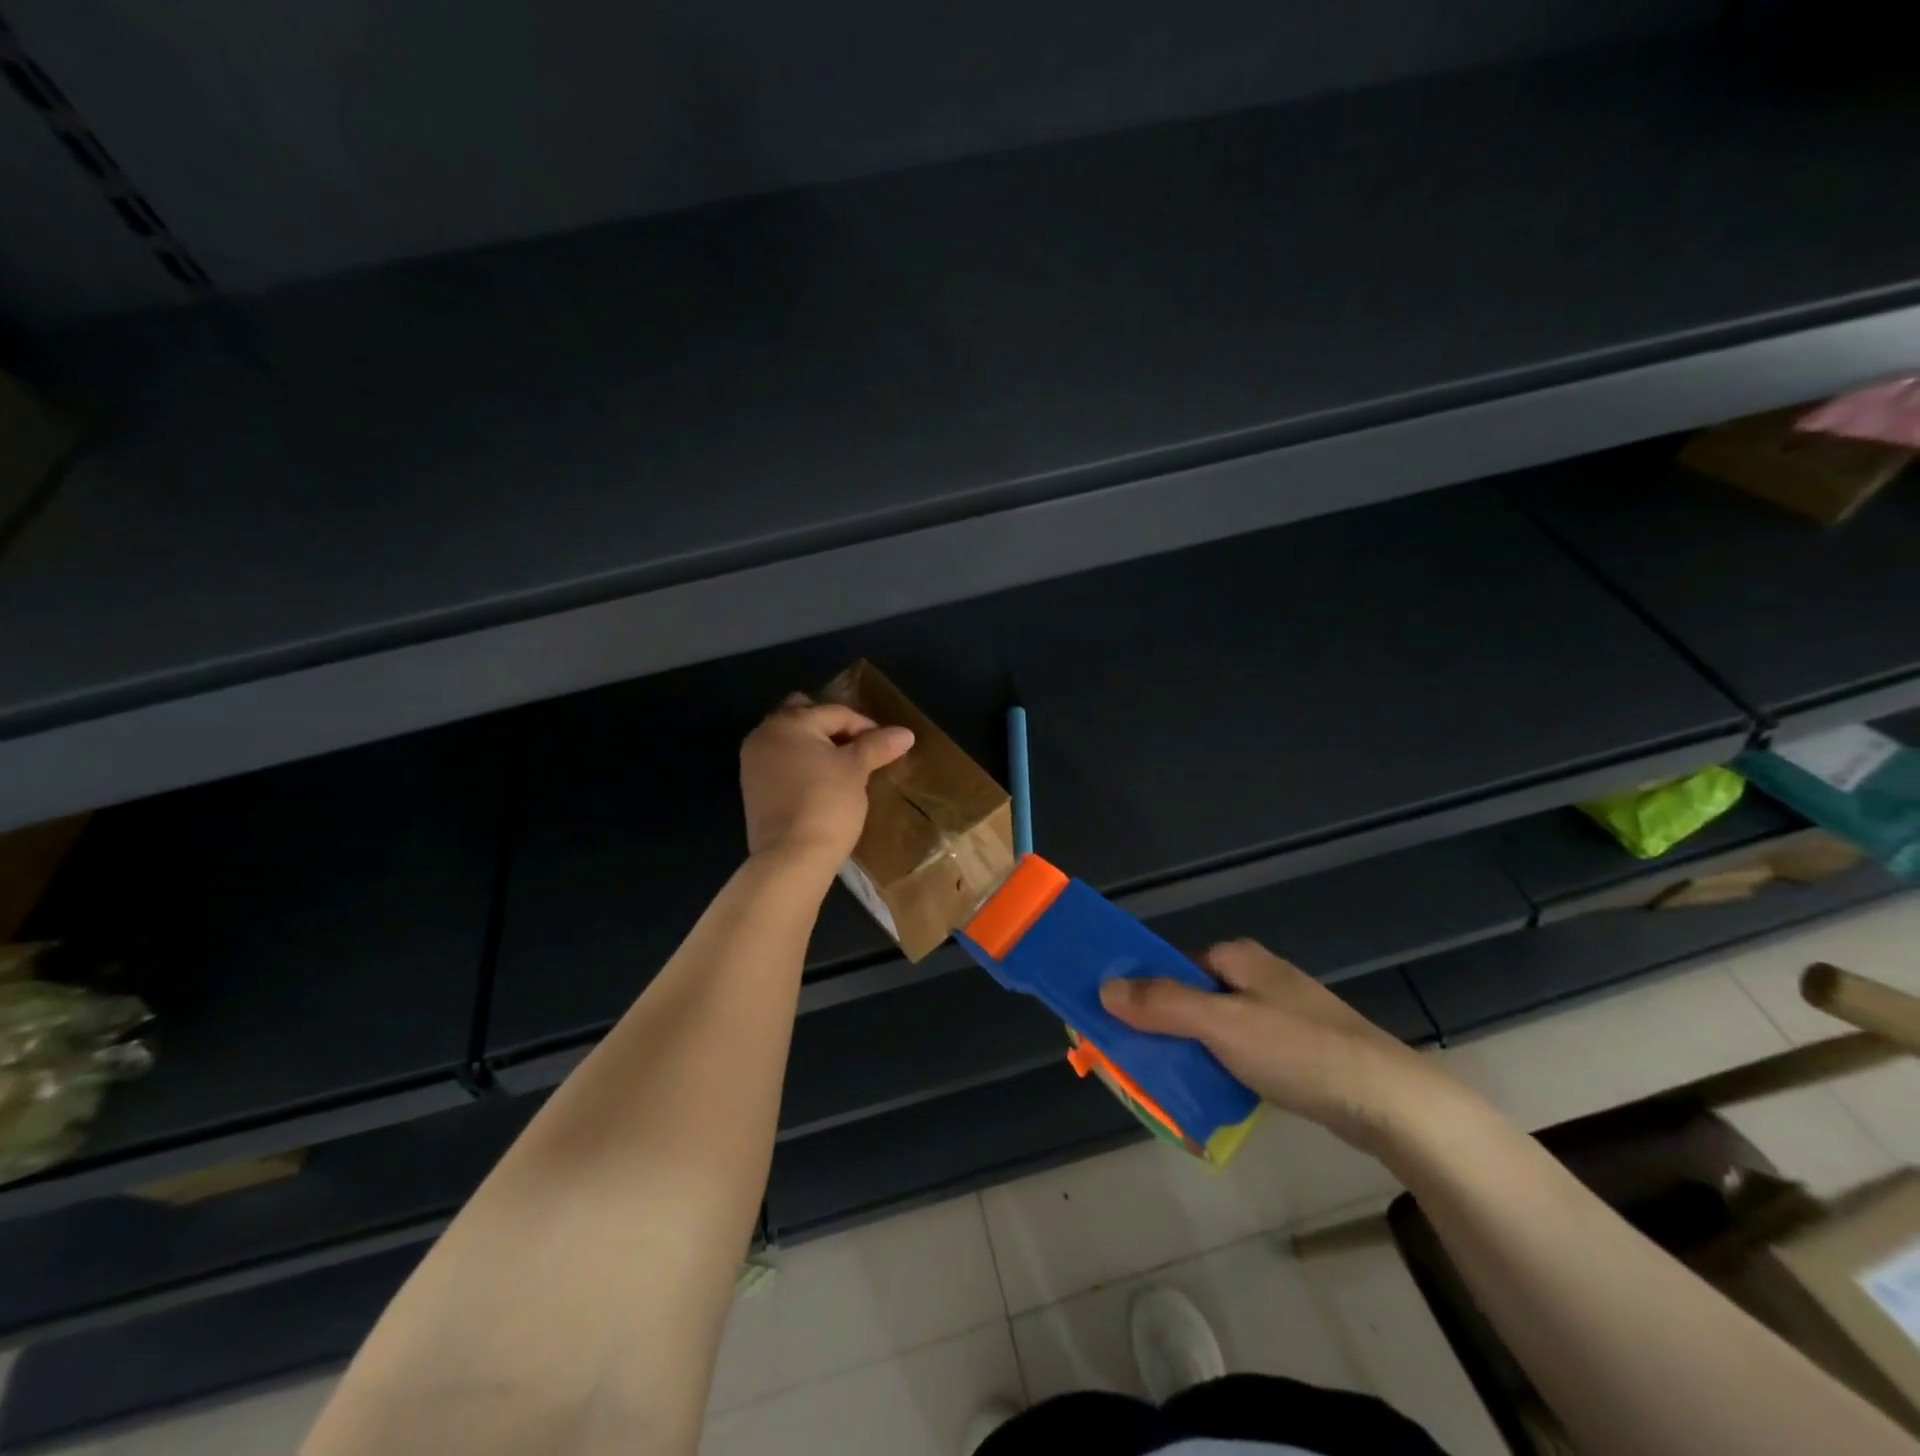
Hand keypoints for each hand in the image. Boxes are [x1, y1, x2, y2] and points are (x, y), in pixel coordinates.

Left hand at [740, 695, 914, 865]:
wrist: (791, 858)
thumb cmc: (827, 803)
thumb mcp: (856, 770)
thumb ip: (877, 745)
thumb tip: (905, 733)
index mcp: (788, 722)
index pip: (835, 712)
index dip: (866, 726)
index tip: (887, 747)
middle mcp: (764, 735)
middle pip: (805, 718)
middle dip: (833, 728)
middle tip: (861, 749)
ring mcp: (754, 762)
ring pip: (792, 741)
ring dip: (817, 747)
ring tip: (845, 767)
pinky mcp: (753, 789)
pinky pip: (782, 763)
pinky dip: (802, 765)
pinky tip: (823, 783)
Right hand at [1099, 938, 1469, 1153]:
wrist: (1390, 1101)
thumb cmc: (1298, 1050)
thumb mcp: (1220, 1024)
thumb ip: (1161, 1005)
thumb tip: (1104, 987)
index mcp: (1238, 958)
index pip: (1174, 966)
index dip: (1144, 991)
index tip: (1119, 1023)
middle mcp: (1258, 978)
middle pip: (1193, 997)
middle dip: (1165, 1027)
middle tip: (1139, 1062)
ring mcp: (1282, 1015)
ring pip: (1217, 1029)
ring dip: (1192, 1053)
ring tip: (1169, 1086)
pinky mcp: (1299, 1051)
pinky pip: (1243, 1054)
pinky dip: (1223, 1070)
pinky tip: (1215, 1097)